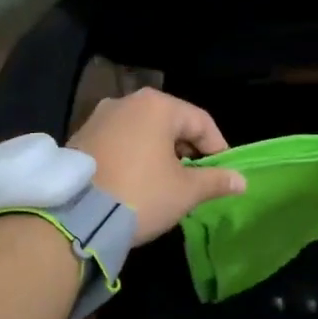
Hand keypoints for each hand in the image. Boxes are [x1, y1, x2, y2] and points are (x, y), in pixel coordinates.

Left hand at [68, 89, 246, 243]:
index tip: (223, 173)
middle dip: (187, 149)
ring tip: (166, 181)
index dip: (217, 147)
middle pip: (170, 122)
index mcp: (157, 106)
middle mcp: (127, 102)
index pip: (200, 121)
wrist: (76, 216)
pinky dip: (133, 155)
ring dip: (159, 152)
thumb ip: (215, 180)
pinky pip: (119, 141)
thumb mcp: (185, 192)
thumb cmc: (141, 195)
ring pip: (142, 131)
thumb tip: (241, 180)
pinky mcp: (80, 137)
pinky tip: (136, 180)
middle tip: (196, 178)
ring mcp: (99, 117)